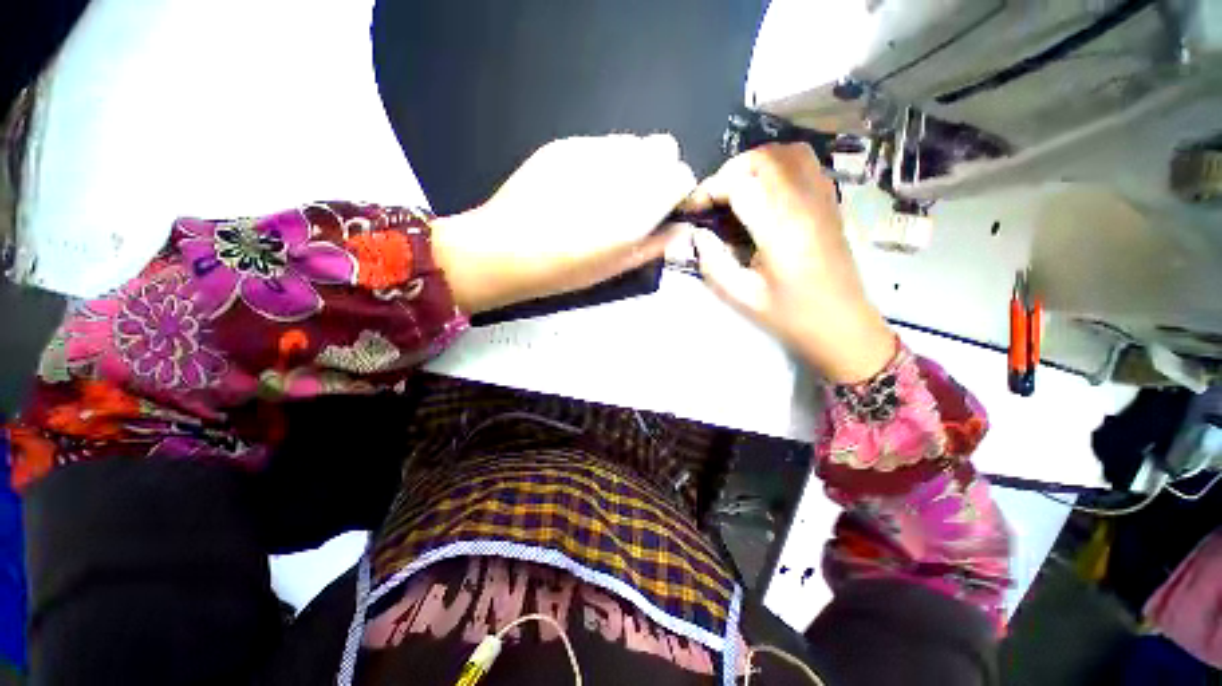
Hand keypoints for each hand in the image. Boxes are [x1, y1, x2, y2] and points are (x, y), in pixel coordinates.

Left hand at [432, 134, 695, 312]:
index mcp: (639, 203)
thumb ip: (655, 245)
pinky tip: (578, 187)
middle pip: (663, 147)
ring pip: (631, 143)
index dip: (677, 191)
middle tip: (635, 201)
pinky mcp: (564, 145)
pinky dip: (601, 162)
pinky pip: (599, 144)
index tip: (664, 209)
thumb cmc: (565, 269)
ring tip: (603, 195)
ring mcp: (590, 149)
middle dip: (658, 171)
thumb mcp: (616, 267)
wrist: (504, 250)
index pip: (681, 174)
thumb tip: (680, 230)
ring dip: (630, 165)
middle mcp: (621, 167)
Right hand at [686, 143, 894, 382]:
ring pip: (788, 153)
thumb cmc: (791, 316)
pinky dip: (778, 167)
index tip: (692, 210)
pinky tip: (766, 193)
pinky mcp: (831, 203)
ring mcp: (823, 199)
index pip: (741, 185)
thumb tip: (698, 234)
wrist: (842, 325)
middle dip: (730, 172)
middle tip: (713, 199)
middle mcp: (805, 204)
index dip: (710, 191)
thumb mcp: (742, 297)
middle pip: (765, 159)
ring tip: (737, 191)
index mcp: (782, 229)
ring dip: (756, 164)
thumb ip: (714, 263)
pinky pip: (806, 164)